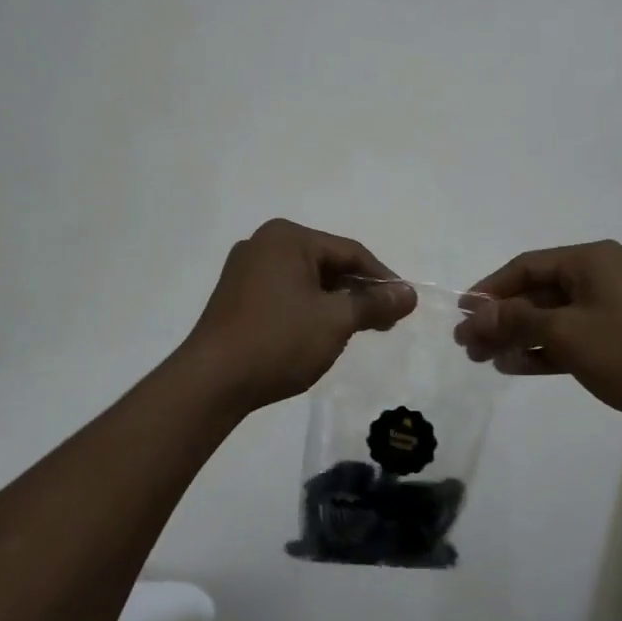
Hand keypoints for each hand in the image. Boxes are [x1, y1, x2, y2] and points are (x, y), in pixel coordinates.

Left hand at [183, 219, 416, 412]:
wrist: (211, 382)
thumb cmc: (279, 340)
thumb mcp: (336, 320)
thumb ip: (375, 303)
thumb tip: (410, 294)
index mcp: (287, 237)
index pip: (350, 252)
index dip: (382, 278)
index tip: (404, 304)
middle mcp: (263, 244)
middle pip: (327, 264)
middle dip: (358, 292)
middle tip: (385, 322)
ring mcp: (245, 270)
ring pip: (306, 281)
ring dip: (335, 303)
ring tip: (359, 330)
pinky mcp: (236, 297)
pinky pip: (285, 294)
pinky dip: (309, 309)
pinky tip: (322, 333)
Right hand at [456, 240, 621, 428]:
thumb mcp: (565, 333)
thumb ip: (515, 320)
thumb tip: (472, 317)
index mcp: (590, 260)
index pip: (527, 266)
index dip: (491, 289)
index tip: (462, 313)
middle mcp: (599, 276)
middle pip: (537, 291)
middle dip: (501, 317)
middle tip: (467, 344)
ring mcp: (609, 307)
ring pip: (551, 316)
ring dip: (517, 336)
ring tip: (483, 359)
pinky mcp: (616, 337)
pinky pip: (569, 336)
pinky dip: (542, 349)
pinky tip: (513, 366)